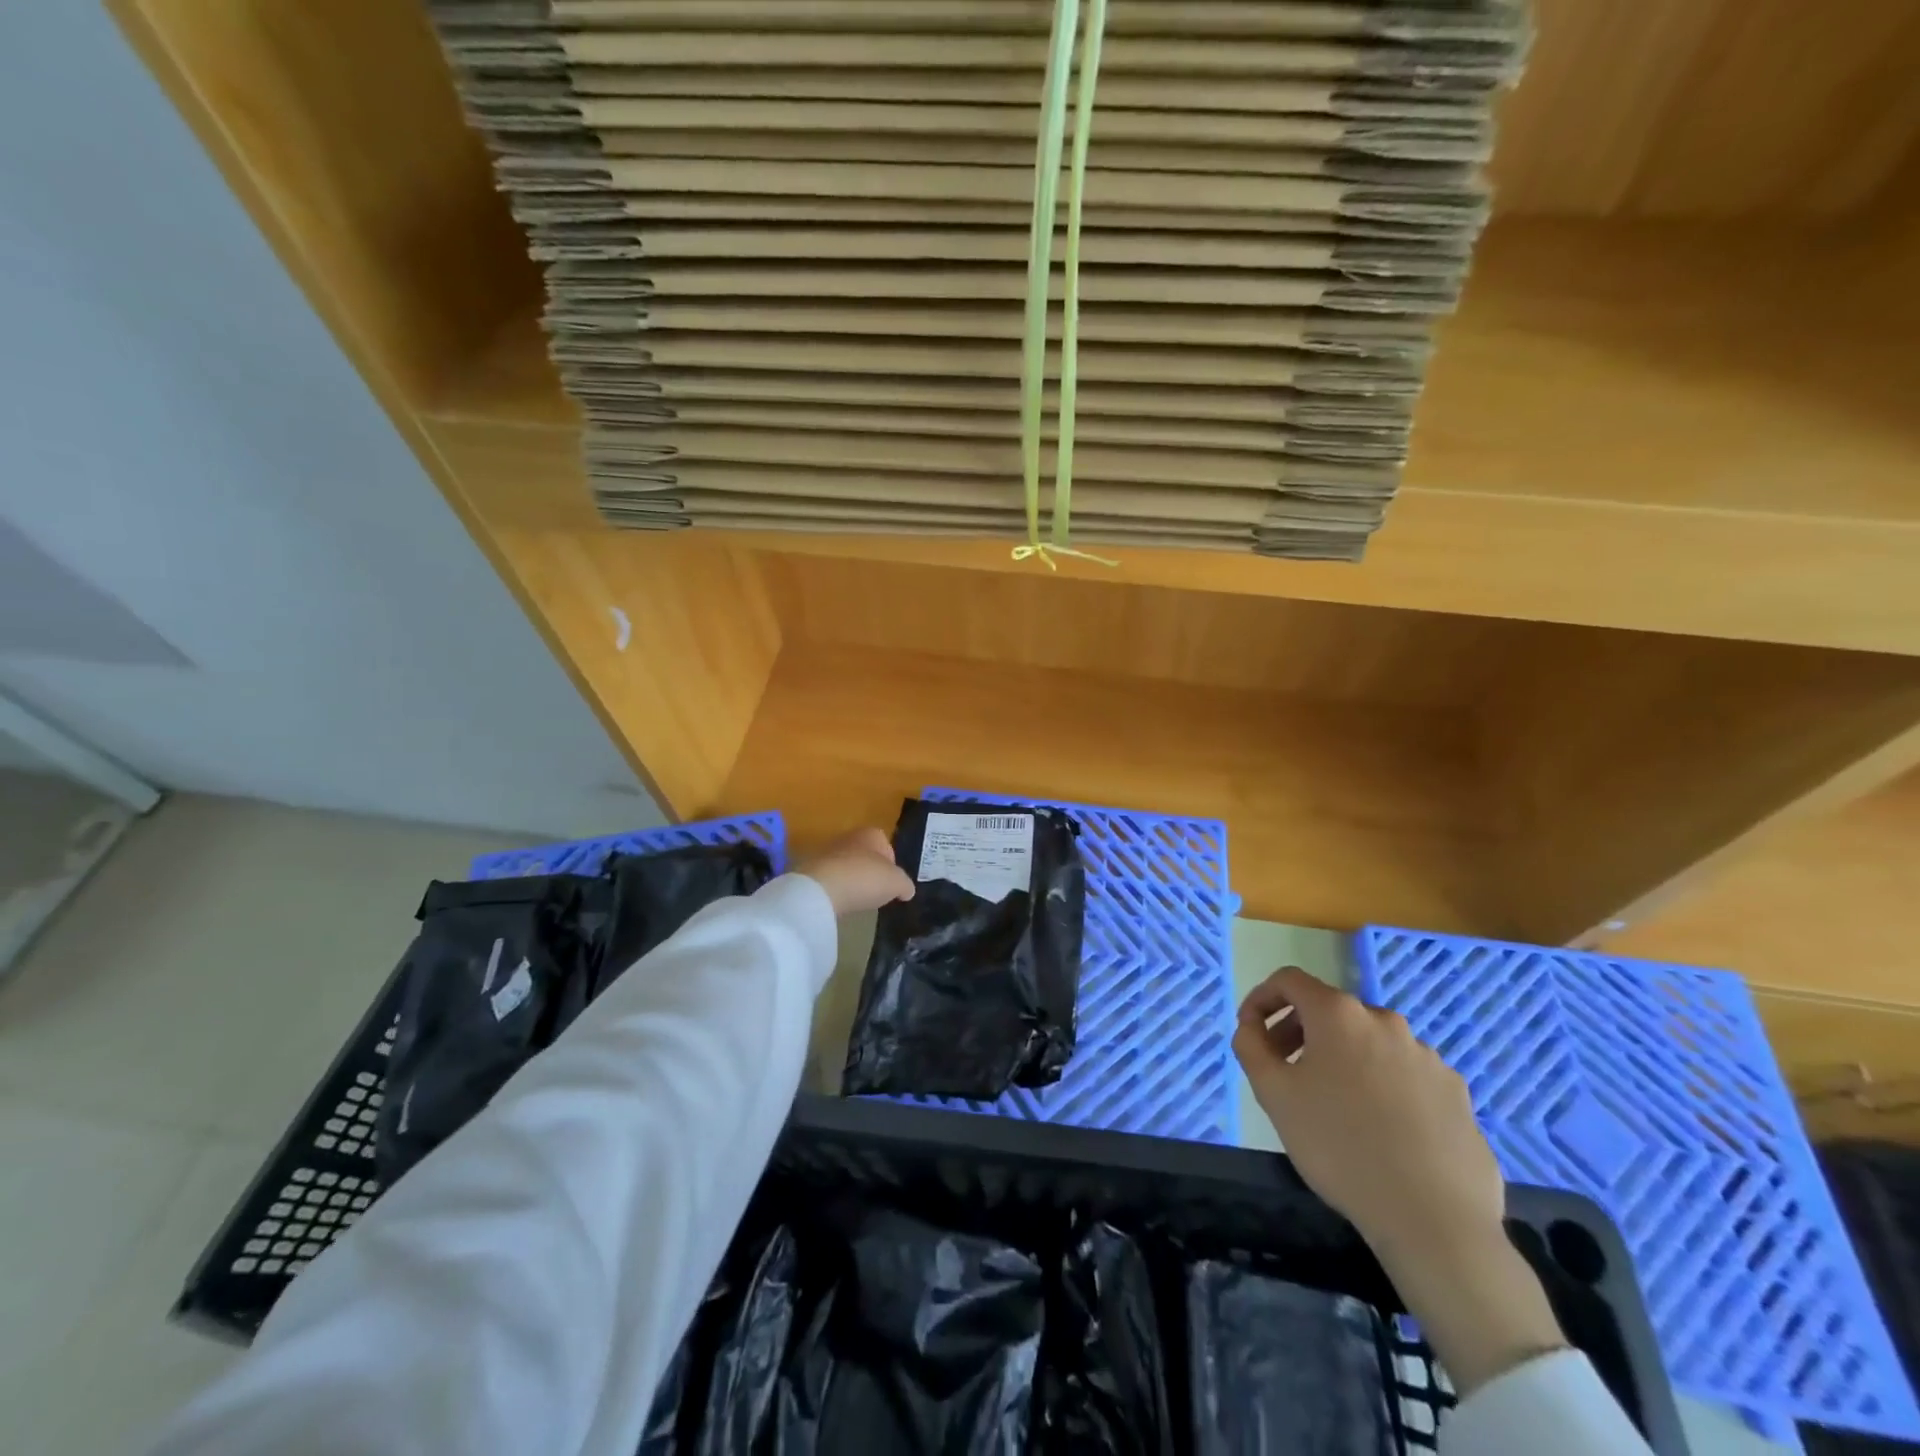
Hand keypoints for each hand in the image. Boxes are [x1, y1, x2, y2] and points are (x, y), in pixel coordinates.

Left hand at [796, 828, 914, 917]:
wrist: (822, 889)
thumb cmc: (866, 878)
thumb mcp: (897, 883)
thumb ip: (905, 885)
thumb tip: (907, 890)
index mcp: (871, 834)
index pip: (885, 843)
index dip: (891, 862)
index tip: (891, 881)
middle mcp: (849, 837)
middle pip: (865, 853)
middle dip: (871, 870)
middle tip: (877, 890)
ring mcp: (828, 852)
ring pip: (847, 865)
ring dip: (853, 879)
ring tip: (859, 899)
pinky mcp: (812, 869)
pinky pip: (832, 878)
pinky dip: (838, 888)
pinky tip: (842, 902)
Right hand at [1234, 968, 1565, 1392]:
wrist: (1440, 1227)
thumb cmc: (1343, 1155)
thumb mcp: (1276, 1098)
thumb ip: (1253, 1047)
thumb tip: (1253, 1026)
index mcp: (1341, 1016)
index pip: (1286, 982)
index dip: (1260, 1002)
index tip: (1251, 1035)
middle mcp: (1388, 1023)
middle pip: (1329, 1014)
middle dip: (1298, 1036)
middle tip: (1284, 1079)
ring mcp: (1429, 1059)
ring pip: (1368, 1046)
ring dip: (1341, 1064)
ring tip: (1332, 1116)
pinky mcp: (1459, 1096)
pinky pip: (1404, 1076)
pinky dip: (1380, 1089)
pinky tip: (1379, 1138)